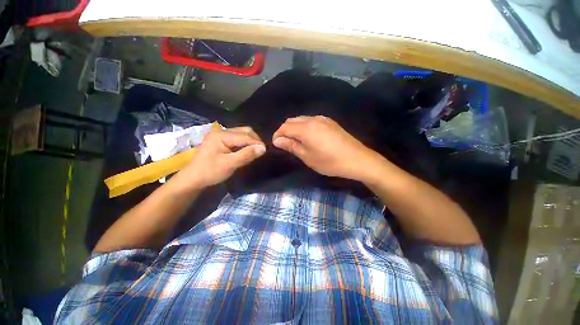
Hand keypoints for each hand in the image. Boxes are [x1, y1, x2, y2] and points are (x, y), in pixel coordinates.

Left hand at [179, 126, 265, 187]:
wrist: (193, 178)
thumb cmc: (210, 171)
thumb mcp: (230, 164)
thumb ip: (246, 155)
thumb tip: (263, 148)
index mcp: (221, 135)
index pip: (245, 136)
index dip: (257, 142)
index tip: (265, 151)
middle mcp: (221, 131)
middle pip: (244, 131)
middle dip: (254, 140)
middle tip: (260, 151)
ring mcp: (220, 135)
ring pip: (241, 133)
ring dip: (250, 141)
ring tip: (254, 151)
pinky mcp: (220, 140)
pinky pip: (237, 138)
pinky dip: (244, 143)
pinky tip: (246, 151)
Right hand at [272, 116, 382, 180]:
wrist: (357, 159)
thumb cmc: (330, 162)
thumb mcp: (308, 157)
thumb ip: (291, 146)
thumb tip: (277, 140)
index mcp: (306, 128)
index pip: (285, 126)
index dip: (277, 135)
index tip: (276, 145)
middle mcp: (313, 119)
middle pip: (292, 120)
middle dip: (285, 130)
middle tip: (285, 144)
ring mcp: (323, 119)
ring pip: (302, 119)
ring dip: (295, 128)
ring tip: (296, 141)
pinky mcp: (330, 122)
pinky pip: (311, 120)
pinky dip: (304, 127)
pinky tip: (308, 137)